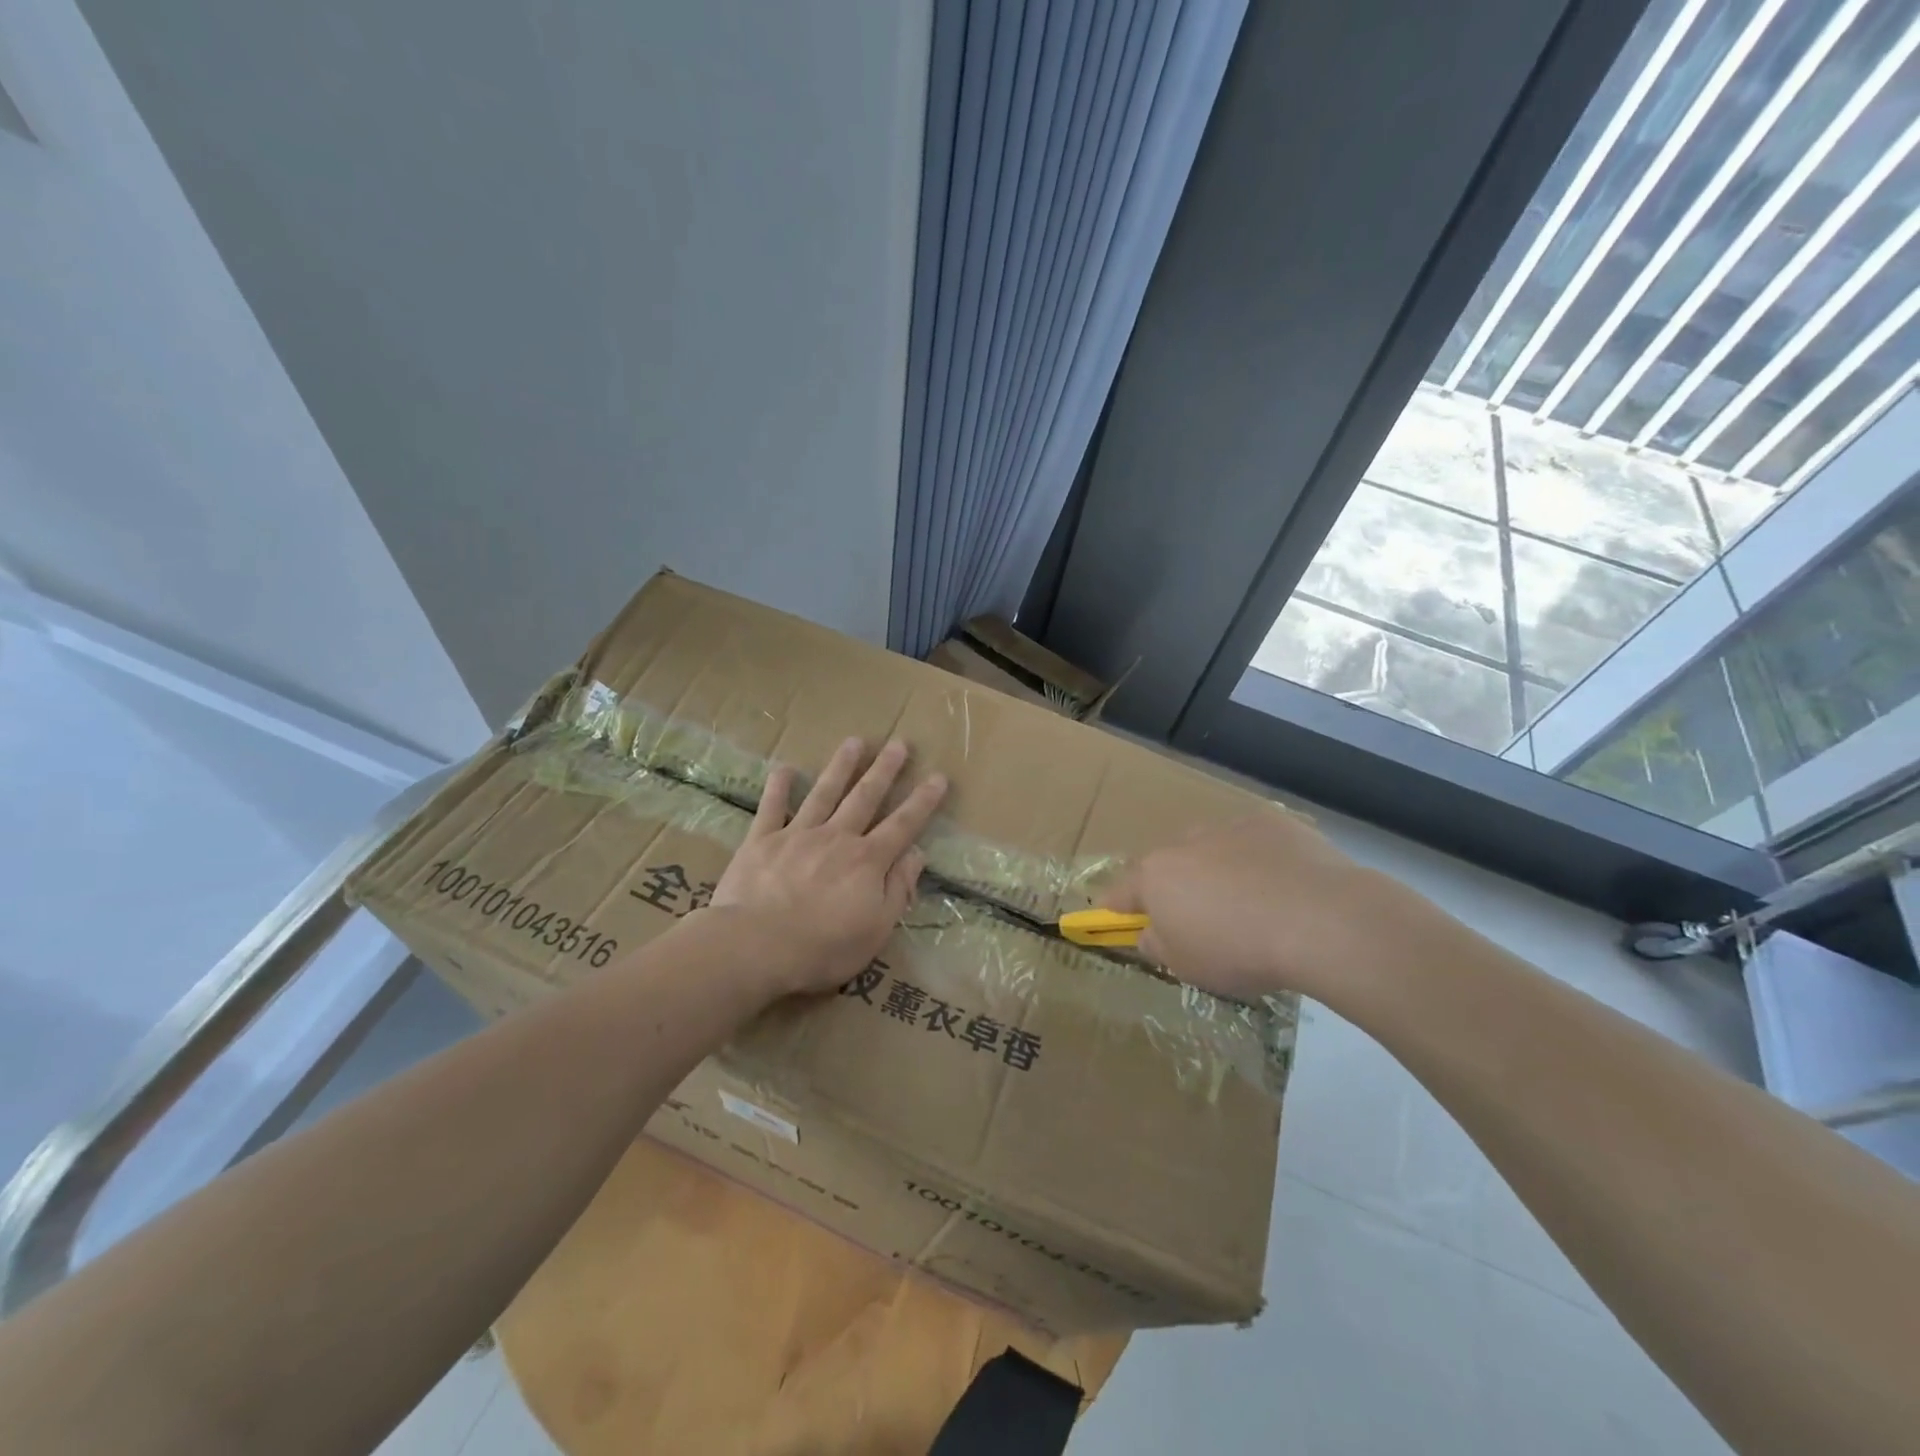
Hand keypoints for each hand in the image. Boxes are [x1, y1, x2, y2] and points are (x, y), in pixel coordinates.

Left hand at [709, 737, 946, 995]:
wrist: (755, 946)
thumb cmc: (823, 947)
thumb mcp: (876, 929)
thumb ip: (898, 888)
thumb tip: (917, 854)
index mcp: (867, 861)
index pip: (903, 825)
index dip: (922, 801)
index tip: (938, 777)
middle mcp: (837, 838)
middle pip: (865, 797)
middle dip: (885, 770)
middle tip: (899, 742)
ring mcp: (797, 835)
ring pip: (824, 792)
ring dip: (841, 766)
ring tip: (855, 741)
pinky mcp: (762, 841)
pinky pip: (771, 808)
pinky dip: (778, 787)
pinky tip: (785, 768)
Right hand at [1101, 811, 1438, 1003]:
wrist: (1320, 920)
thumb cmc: (1240, 951)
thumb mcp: (1187, 967)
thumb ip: (1159, 945)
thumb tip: (1151, 932)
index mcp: (1156, 876)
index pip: (1122, 891)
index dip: (1115, 906)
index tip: (1112, 914)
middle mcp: (1186, 843)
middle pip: (1170, 865)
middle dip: (1177, 886)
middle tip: (1201, 918)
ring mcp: (1230, 827)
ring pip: (1212, 848)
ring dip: (1219, 869)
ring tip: (1250, 902)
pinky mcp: (1273, 821)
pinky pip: (1254, 841)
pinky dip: (1260, 859)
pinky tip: (1285, 885)